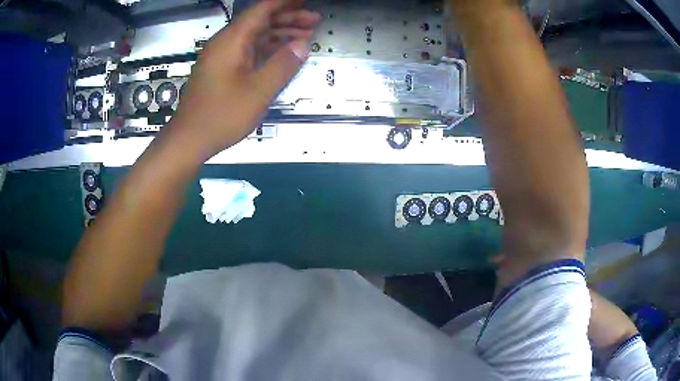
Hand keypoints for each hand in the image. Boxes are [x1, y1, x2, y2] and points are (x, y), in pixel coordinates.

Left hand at [169, 0, 320, 159]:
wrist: (189, 139)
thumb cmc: (220, 116)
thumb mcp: (258, 91)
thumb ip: (282, 65)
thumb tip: (302, 45)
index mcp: (232, 41)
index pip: (262, 9)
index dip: (285, 3)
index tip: (306, 1)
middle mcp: (225, 43)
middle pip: (259, 20)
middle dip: (288, 17)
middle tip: (315, 20)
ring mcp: (222, 56)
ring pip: (254, 35)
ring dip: (279, 33)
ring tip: (306, 35)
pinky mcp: (221, 69)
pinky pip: (248, 49)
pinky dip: (267, 48)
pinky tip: (283, 53)